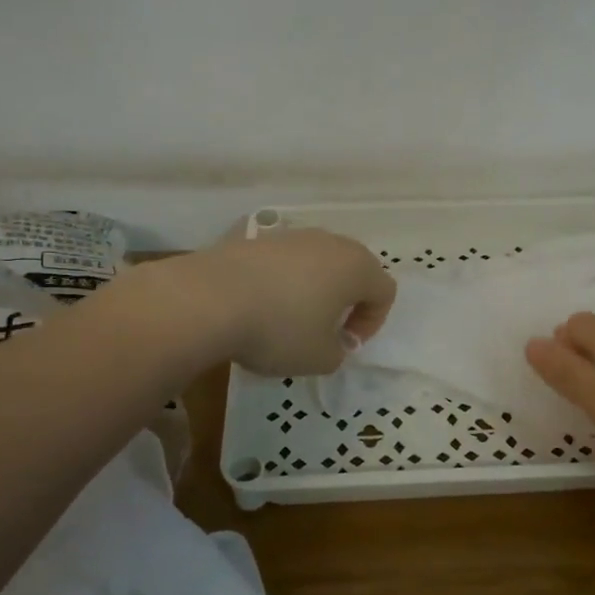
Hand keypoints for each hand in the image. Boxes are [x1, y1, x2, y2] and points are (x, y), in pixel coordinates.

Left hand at [179, 229, 395, 376]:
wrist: (210, 298)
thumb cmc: (280, 330)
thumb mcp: (320, 358)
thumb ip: (338, 352)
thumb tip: (332, 341)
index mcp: (356, 267)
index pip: (384, 292)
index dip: (372, 323)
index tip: (344, 345)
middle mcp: (330, 242)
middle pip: (353, 270)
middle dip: (346, 302)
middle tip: (325, 332)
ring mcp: (292, 236)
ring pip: (317, 264)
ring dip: (313, 291)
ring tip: (289, 320)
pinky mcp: (257, 239)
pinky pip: (285, 263)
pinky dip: (283, 284)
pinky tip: (260, 307)